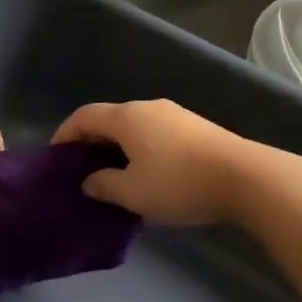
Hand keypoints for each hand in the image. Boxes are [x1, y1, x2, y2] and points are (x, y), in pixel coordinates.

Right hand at [51, 100, 257, 226]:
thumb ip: (103, 185)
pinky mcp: (196, 128)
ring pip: (134, 127)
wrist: (245, 178)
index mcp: (126, 117)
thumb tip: (90, 181)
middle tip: (83, 170)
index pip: (84, 117)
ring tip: (114, 176)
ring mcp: (175, 115)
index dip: (65, 134)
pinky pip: (155, 134)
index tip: (56, 156)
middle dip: (91, 142)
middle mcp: (148, 108)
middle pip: (109, 119)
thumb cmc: (178, 183)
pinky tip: (147, 174)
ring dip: (118, 147)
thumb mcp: (132, 193)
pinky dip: (141, 149)